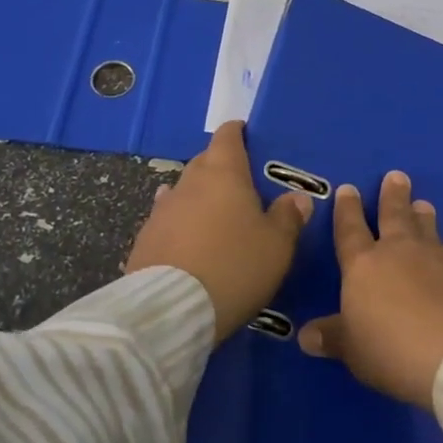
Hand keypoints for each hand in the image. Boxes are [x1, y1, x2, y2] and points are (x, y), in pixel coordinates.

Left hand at [125, 121, 313, 341]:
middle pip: (205, 162)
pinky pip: (168, 220)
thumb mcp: (277, 246)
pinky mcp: (144, 239)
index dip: (237, 133)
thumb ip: (289, 217)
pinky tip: (185, 235)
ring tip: (214, 212)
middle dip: (221, 166)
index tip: (246, 134)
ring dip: (198, 197)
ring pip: (184, 191)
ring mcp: (161, 210)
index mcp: (223, 174)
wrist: (171, 310)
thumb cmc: (234, 266)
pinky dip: (180, 223)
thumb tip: (297, 197)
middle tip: (241, 183)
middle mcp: (189, 183)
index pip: (228, 137)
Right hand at [299, 171, 442, 409]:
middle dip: (392, 196)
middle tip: (396, 176)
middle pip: (394, 216)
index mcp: (364, 266)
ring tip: (424, 204)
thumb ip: (333, 338)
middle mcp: (400, 251)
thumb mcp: (354, 350)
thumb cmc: (394, 349)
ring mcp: (438, 257)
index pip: (350, 231)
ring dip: (423, 215)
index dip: (347, 210)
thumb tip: (305, 336)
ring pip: (427, 228)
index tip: (348, 188)